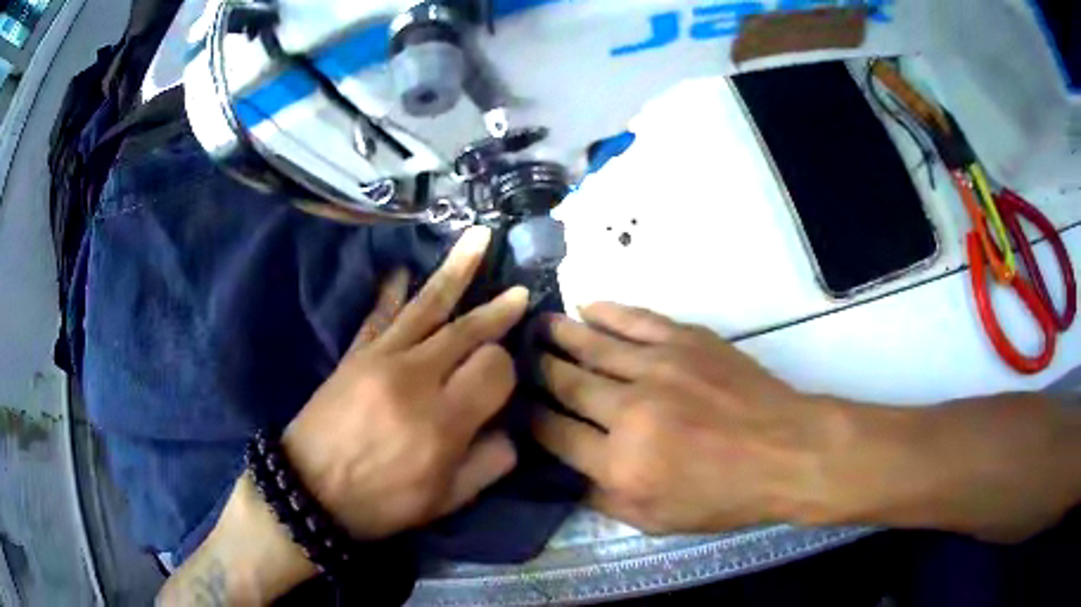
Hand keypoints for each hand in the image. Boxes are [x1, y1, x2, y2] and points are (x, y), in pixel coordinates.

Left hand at [283, 226, 526, 539]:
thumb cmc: (381, 502)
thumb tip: (510, 428)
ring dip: (457, 270)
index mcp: (444, 421)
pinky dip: (391, 289)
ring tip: (479, 237)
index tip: (502, 386)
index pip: (494, 368)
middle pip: (467, 330)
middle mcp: (416, 378)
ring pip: (428, 305)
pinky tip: (401, 268)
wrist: (309, 490)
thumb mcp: (446, 501)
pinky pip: (378, 313)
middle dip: (498, 311)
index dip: (506, 371)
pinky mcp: (355, 354)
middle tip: (520, 292)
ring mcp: (381, 358)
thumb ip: (489, 464)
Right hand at [533, 302, 840, 534]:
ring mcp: (658, 368)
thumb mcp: (657, 521)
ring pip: (593, 345)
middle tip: (516, 356)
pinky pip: (636, 320)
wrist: (786, 451)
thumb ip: (603, 498)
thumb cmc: (724, 495)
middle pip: (567, 383)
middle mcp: (629, 410)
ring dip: (560, 334)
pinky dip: (607, 311)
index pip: (554, 433)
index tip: (517, 405)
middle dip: (537, 369)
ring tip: (538, 325)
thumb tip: (567, 471)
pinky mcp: (686, 341)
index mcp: (619, 462)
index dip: (530, 417)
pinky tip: (587, 306)